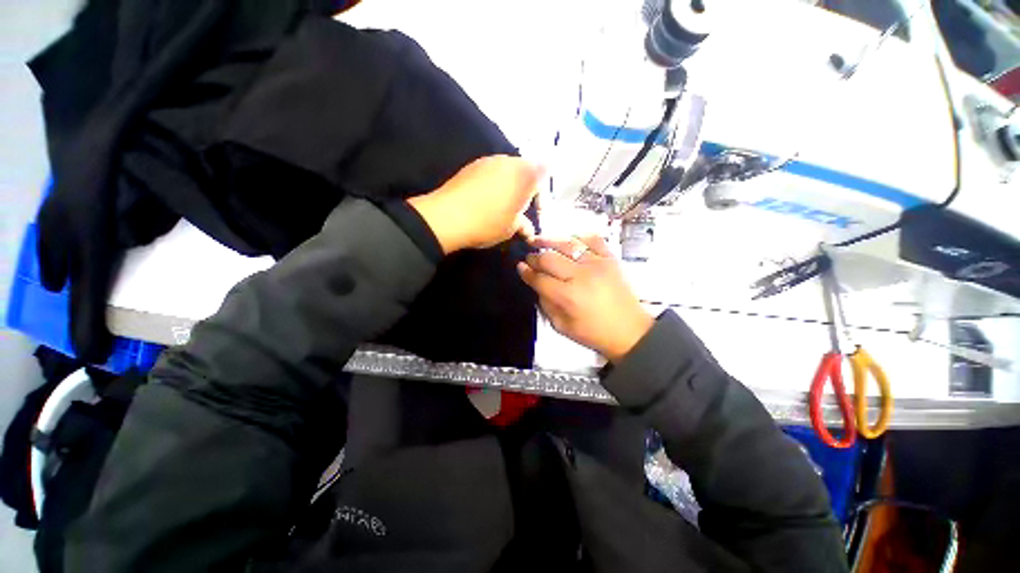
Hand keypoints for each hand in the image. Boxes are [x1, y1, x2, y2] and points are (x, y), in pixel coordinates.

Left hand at [408, 156, 541, 253]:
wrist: (447, 217)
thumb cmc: (488, 223)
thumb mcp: (511, 228)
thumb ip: (524, 224)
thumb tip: (529, 228)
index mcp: (524, 173)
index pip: (544, 175)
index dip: (541, 197)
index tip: (534, 214)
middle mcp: (508, 160)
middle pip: (524, 170)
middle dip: (525, 190)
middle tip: (519, 211)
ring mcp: (487, 160)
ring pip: (506, 171)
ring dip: (509, 187)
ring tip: (502, 207)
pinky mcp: (471, 166)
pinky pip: (490, 172)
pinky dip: (493, 185)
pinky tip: (485, 201)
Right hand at [517, 235, 653, 362]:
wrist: (630, 330)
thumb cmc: (594, 333)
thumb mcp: (562, 327)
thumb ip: (546, 305)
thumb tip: (536, 285)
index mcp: (568, 296)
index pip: (539, 279)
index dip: (526, 272)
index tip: (520, 267)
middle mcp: (581, 276)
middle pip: (549, 258)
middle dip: (534, 257)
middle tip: (529, 258)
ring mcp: (597, 263)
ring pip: (567, 244)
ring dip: (549, 240)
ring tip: (538, 240)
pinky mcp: (610, 258)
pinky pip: (592, 239)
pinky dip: (578, 237)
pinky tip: (568, 241)